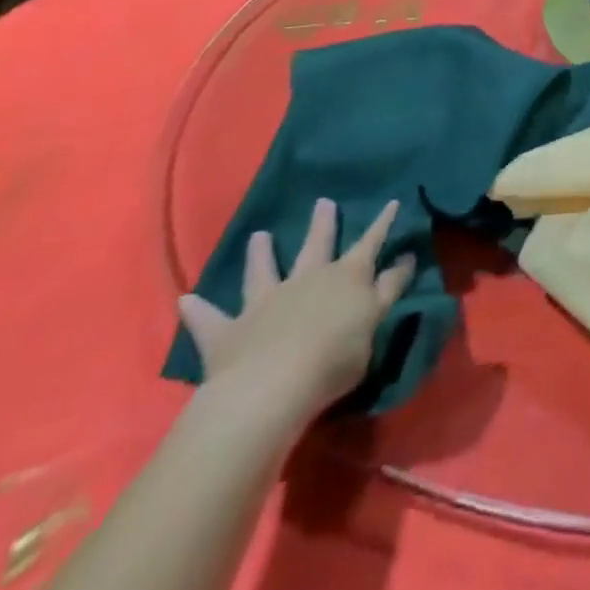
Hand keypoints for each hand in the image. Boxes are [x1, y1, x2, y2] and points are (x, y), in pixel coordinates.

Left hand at [178, 197, 414, 421]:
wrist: (271, 388)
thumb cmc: (334, 358)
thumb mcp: (375, 322)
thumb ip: (388, 290)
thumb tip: (403, 259)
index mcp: (347, 278)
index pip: (371, 243)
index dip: (383, 223)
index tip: (392, 201)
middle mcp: (306, 279)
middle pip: (317, 245)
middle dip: (323, 224)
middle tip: (323, 202)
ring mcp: (265, 302)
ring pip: (263, 271)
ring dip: (261, 254)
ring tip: (260, 236)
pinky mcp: (228, 332)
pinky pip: (209, 319)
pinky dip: (198, 310)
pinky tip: (186, 300)